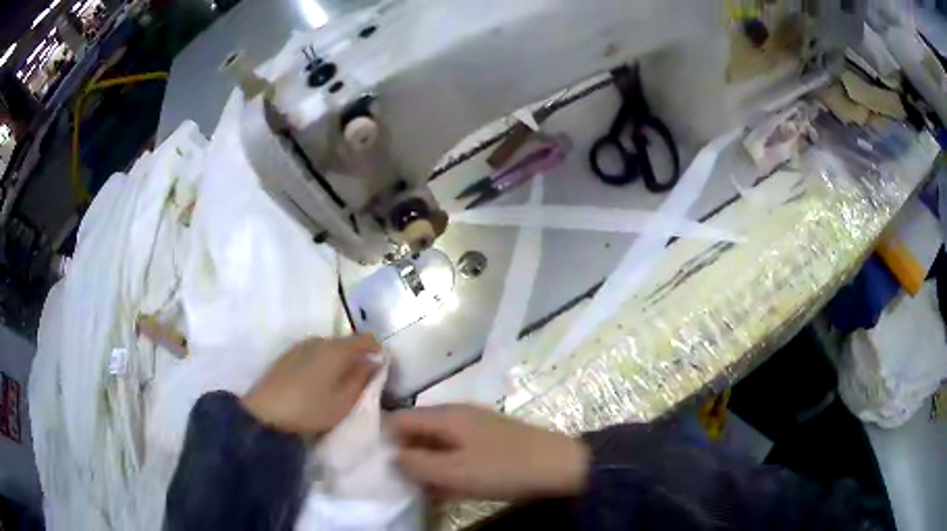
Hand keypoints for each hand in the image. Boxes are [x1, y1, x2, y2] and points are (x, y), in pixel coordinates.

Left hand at [241, 335, 379, 436]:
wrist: (264, 414)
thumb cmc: (310, 410)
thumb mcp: (344, 402)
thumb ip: (362, 380)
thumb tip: (375, 363)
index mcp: (336, 349)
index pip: (366, 339)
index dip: (379, 350)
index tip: (385, 367)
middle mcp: (318, 340)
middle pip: (346, 342)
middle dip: (358, 357)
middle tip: (364, 379)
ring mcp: (300, 346)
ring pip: (329, 348)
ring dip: (339, 360)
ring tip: (342, 382)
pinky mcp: (287, 356)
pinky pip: (313, 353)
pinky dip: (323, 363)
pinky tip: (319, 382)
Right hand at [390, 405, 588, 500]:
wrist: (558, 465)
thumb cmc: (502, 467)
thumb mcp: (453, 470)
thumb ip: (416, 463)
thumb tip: (393, 455)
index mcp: (444, 415)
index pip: (399, 419)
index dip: (382, 438)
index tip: (370, 462)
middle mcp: (457, 415)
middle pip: (417, 431)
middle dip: (404, 455)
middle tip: (393, 481)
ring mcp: (475, 428)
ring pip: (437, 445)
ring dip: (425, 466)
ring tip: (416, 490)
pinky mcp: (489, 442)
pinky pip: (456, 453)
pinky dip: (446, 468)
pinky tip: (444, 489)